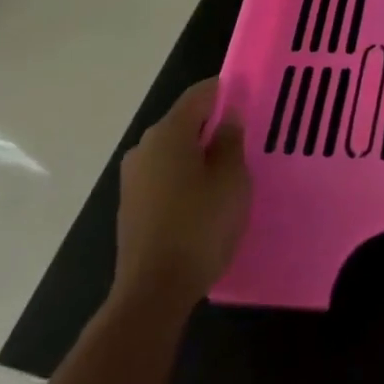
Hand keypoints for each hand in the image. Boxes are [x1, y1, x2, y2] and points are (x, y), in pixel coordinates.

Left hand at [112, 79, 250, 316]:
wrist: (153, 292)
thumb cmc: (199, 226)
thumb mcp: (231, 178)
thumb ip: (230, 140)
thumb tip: (227, 116)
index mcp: (167, 133)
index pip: (200, 94)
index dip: (227, 91)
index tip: (251, 99)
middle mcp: (144, 148)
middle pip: (184, 121)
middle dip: (214, 125)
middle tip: (246, 138)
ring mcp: (133, 179)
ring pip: (174, 150)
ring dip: (199, 153)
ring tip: (230, 170)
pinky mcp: (132, 206)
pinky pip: (165, 175)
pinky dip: (186, 176)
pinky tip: (206, 197)